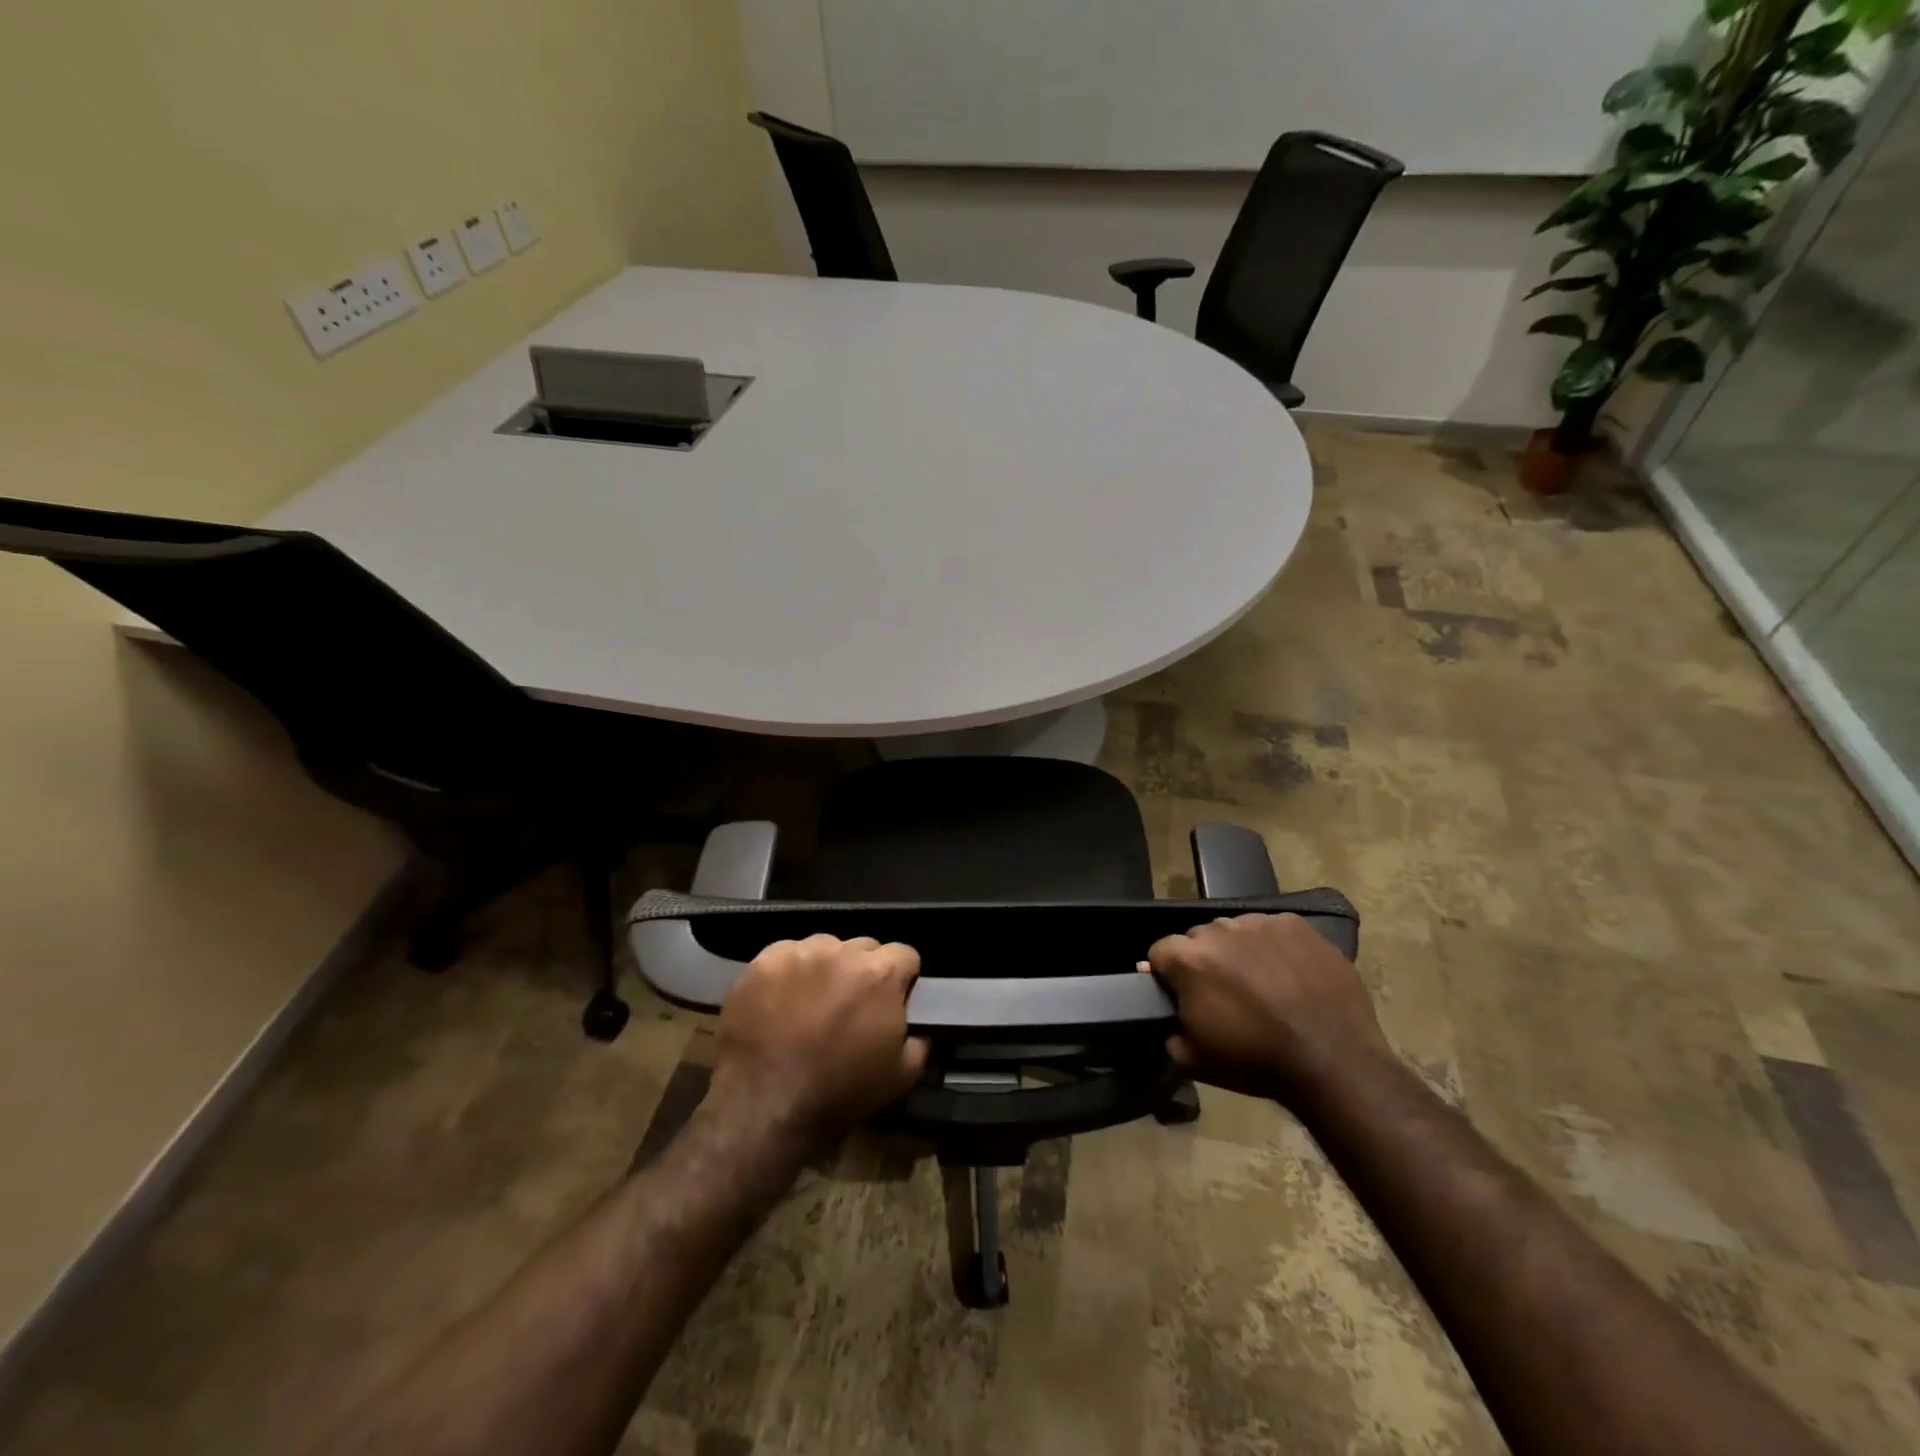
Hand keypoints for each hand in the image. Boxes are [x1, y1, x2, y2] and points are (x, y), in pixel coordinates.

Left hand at [711, 934, 929, 1147]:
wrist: (765, 1106)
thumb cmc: (840, 1093)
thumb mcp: (901, 1076)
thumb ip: (920, 1040)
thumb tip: (920, 1026)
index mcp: (881, 974)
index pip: (904, 955)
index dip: (902, 978)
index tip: (892, 999)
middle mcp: (843, 952)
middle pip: (864, 947)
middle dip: (863, 971)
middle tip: (851, 1004)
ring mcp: (800, 953)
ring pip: (825, 947)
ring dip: (827, 968)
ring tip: (813, 1001)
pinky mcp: (764, 962)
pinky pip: (787, 953)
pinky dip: (790, 971)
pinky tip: (782, 999)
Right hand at [1146, 913, 1392, 1103]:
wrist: (1333, 1062)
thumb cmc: (1256, 1062)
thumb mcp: (1194, 1060)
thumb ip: (1170, 1030)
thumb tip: (1169, 1011)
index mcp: (1189, 959)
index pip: (1160, 951)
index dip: (1167, 974)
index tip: (1181, 995)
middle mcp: (1219, 930)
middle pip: (1199, 938)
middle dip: (1205, 960)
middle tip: (1225, 993)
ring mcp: (1260, 923)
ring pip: (1236, 931)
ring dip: (1239, 951)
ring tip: (1261, 982)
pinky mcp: (1296, 925)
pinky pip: (1273, 929)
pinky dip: (1274, 947)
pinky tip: (1290, 974)